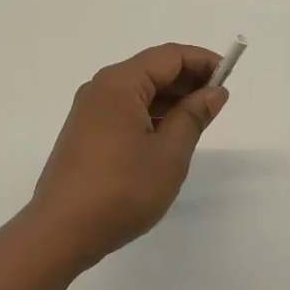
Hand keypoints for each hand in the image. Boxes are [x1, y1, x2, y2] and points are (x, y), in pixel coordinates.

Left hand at [28, 43, 229, 270]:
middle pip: (152, 69)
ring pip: (138, 91)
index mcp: (120, 83)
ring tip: (199, 120)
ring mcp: (89, 111)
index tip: (229, 76)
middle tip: (218, 101)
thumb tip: (214, 92)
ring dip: (170, 99)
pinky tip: (168, 135)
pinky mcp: (85, 133)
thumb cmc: (122, 190)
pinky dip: (151, 115)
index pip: (169, 56)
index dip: (202, 61)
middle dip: (187, 80)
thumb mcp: (169, 153)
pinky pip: (125, 110)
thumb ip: (193, 116)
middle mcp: (101, 88)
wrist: (60, 233)